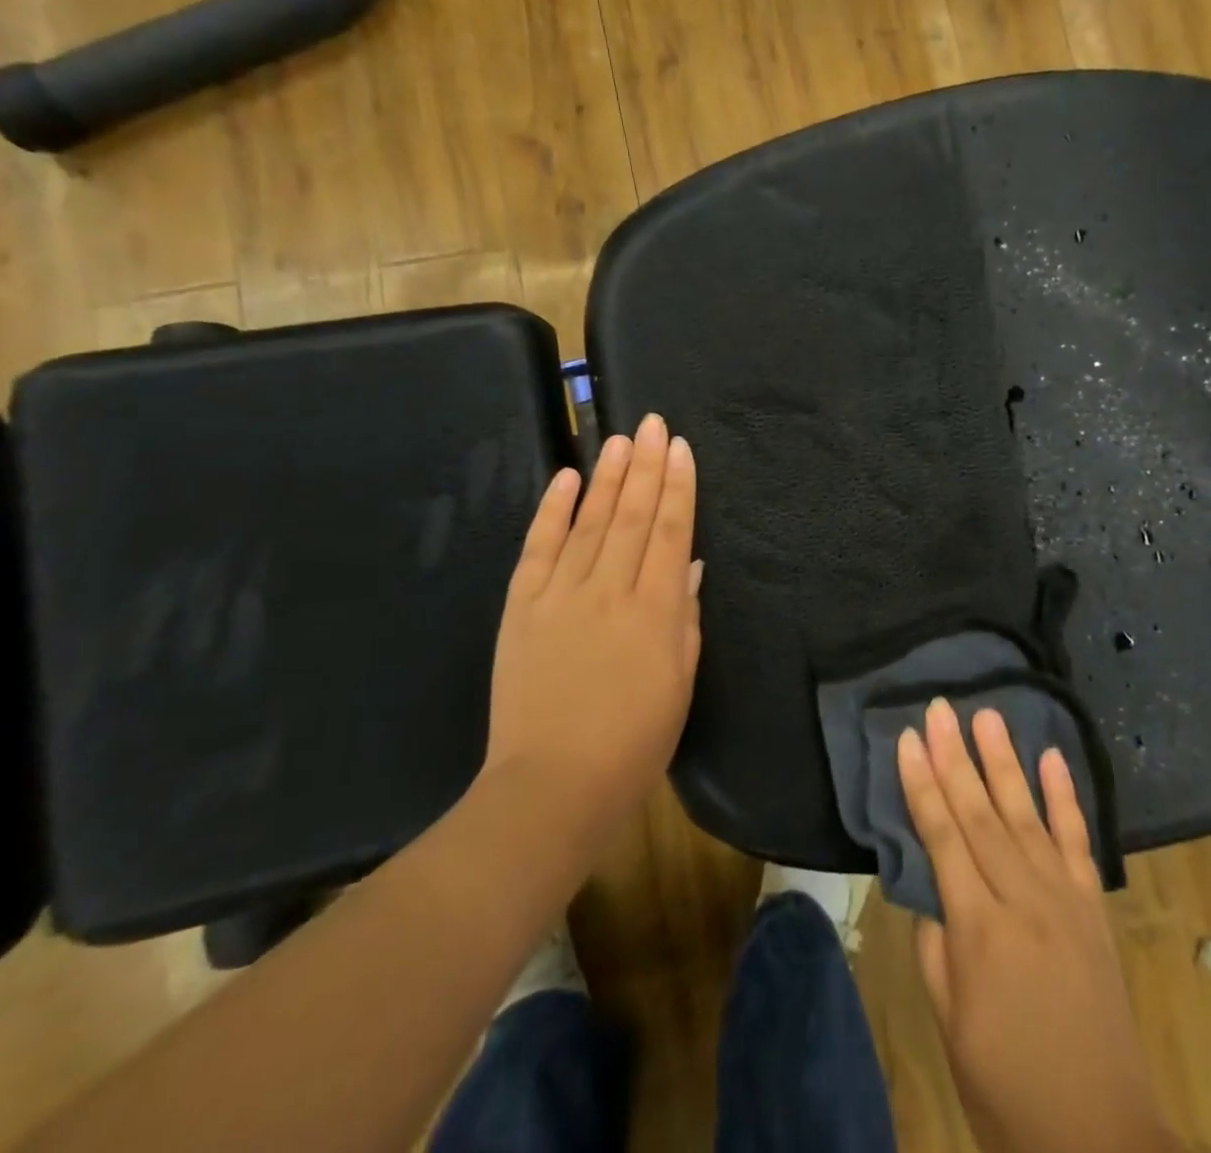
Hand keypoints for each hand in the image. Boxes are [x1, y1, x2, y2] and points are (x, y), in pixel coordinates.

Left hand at [481, 413, 701, 845]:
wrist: (552, 786)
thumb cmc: (633, 742)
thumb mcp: (680, 684)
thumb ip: (685, 619)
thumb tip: (689, 567)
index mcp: (654, 611)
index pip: (670, 533)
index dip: (678, 488)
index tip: (681, 448)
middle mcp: (608, 591)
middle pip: (630, 516)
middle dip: (645, 466)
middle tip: (652, 423)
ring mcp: (559, 596)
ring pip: (588, 522)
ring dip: (605, 477)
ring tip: (619, 439)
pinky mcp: (521, 607)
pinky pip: (538, 548)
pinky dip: (551, 511)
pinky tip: (565, 478)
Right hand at [899, 699, 1176, 1152]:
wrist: (1100, 1138)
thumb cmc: (1006, 1086)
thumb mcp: (950, 1023)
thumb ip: (936, 946)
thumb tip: (930, 886)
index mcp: (980, 930)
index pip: (942, 837)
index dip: (922, 784)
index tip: (908, 738)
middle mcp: (1024, 899)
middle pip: (981, 813)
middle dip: (956, 756)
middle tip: (941, 706)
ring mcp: (1065, 899)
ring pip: (1027, 814)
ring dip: (1005, 761)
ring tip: (988, 715)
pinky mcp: (1094, 908)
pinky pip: (1078, 841)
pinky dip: (1066, 797)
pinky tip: (1053, 758)